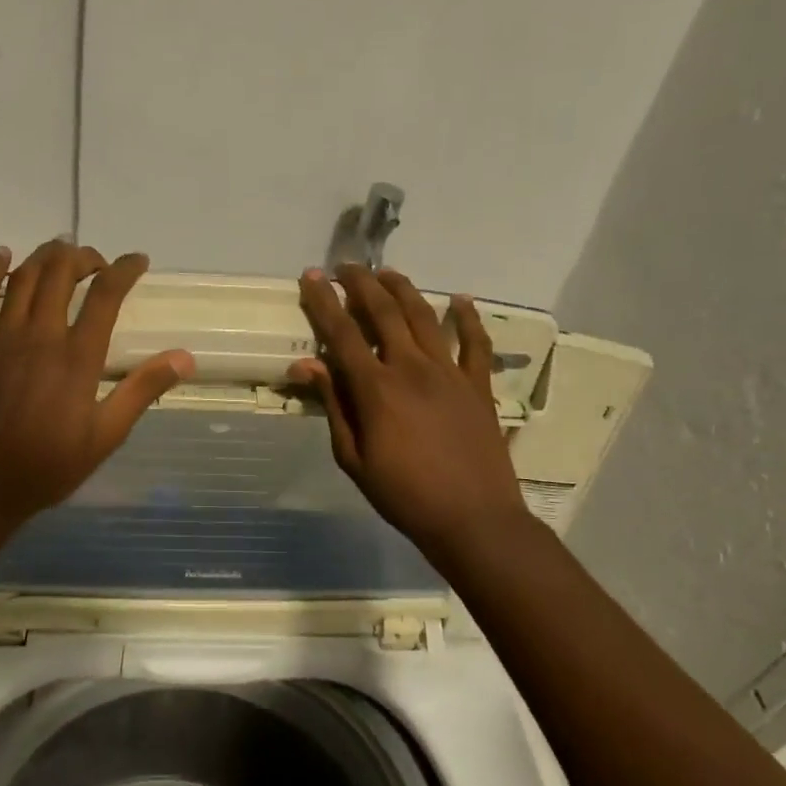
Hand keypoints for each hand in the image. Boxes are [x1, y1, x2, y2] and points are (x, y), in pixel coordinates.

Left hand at [0, 239, 194, 537]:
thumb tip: (184, 357)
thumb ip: (142, 391)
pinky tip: (2, 256)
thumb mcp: (105, 436)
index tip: (138, 261)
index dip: (124, 270)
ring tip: (61, 253)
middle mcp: (39, 336)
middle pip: (61, 273)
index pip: (105, 295)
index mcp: (77, 357)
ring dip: (44, 257)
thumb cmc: (47, 465)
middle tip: (97, 262)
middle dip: (83, 257)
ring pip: (23, 277)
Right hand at [288, 264, 527, 562]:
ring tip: (386, 273)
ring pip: (424, 316)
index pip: (342, 333)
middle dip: (361, 283)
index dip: (324, 302)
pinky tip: (460, 300)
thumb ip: (334, 406)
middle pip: (384, 312)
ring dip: (402, 289)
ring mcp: (450, 373)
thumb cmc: (403, 494)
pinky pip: (476, 343)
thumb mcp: (353, 458)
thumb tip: (307, 366)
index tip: (311, 277)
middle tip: (346, 266)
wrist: (472, 518)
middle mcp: (412, 368)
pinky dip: (468, 318)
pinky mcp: (479, 385)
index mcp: (376, 389)